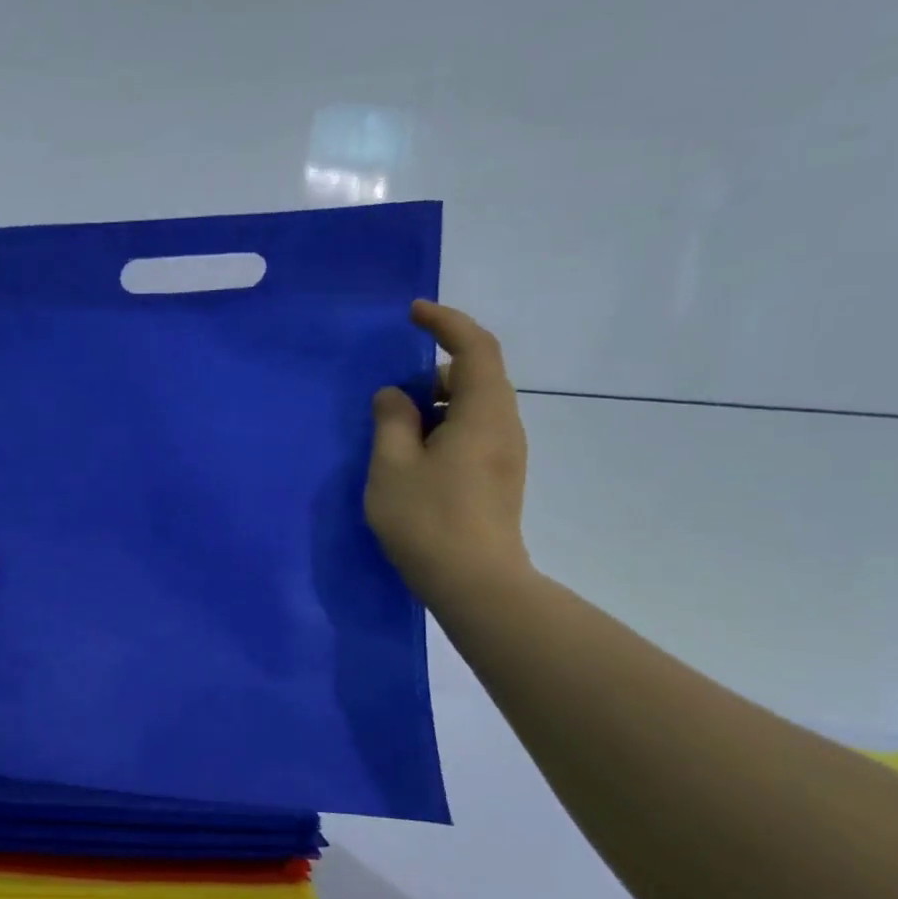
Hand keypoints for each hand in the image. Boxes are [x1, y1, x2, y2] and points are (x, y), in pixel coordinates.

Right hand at [365, 301, 531, 604]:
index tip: (413, 314)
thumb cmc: (429, 520)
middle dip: (433, 375)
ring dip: (435, 408)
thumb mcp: (392, 466)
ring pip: (472, 409)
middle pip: (475, 377)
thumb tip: (394, 397)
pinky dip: (443, 430)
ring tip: (395, 437)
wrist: (476, 584)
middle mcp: (504, 426)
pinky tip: (414, 462)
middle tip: (391, 400)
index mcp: (483, 413)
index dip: (446, 323)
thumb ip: (390, 421)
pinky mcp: (499, 478)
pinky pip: (472, 434)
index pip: (474, 347)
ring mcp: (506, 454)